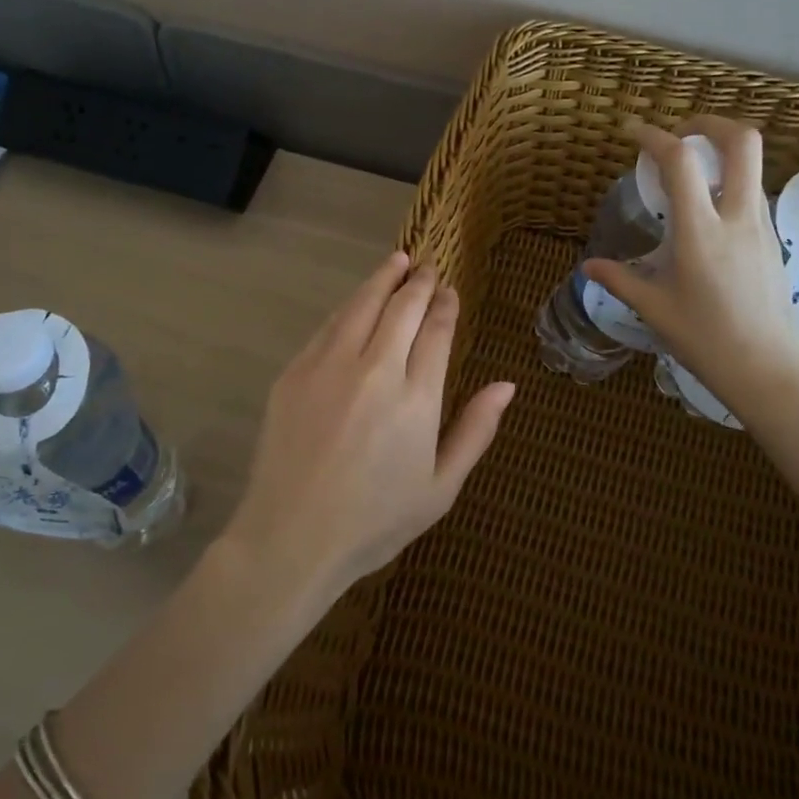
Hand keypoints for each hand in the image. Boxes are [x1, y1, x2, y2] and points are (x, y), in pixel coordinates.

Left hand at [223, 252, 515, 602]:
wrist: (292, 538)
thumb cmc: (375, 520)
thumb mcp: (441, 487)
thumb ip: (476, 430)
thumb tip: (506, 384)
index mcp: (416, 397)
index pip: (436, 330)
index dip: (445, 304)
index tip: (449, 290)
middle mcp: (375, 369)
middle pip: (402, 307)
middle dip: (419, 283)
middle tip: (428, 268)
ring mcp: (330, 366)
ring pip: (362, 304)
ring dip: (383, 278)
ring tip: (397, 261)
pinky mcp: (295, 372)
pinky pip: (329, 325)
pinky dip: (349, 305)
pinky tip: (357, 301)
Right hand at [583, 117, 798, 423]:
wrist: (770, 372)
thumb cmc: (707, 341)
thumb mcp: (655, 310)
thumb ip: (620, 280)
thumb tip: (589, 267)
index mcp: (702, 232)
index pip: (681, 162)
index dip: (654, 136)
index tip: (632, 133)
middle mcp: (738, 217)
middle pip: (742, 141)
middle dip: (708, 124)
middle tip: (677, 136)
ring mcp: (763, 227)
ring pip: (753, 165)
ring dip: (721, 153)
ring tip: (688, 173)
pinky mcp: (773, 241)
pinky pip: (754, 192)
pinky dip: (730, 181)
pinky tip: (707, 211)